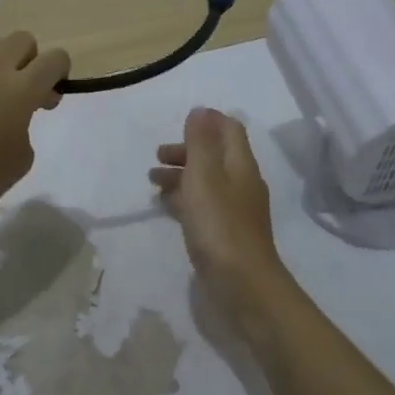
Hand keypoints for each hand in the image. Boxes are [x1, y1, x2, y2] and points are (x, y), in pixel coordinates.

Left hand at [0, 29, 68, 236]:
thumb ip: (25, 127)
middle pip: (23, 41)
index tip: (50, 99)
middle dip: (32, 61)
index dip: (61, 73)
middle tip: (27, 94)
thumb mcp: (21, 159)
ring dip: (3, 59)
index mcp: (22, 91)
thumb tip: (13, 117)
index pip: (55, 59)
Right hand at [150, 107, 292, 339]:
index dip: (207, 122)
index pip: (230, 130)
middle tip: (157, 157)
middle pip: (215, 156)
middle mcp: (242, 184)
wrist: (242, 284)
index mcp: (240, 165)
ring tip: (153, 182)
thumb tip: (201, 110)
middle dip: (186, 151)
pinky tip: (166, 207)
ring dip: (181, 176)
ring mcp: (235, 211)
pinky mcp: (225, 234)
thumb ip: (200, 142)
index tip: (179, 123)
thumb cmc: (219, 225)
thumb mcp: (204, 176)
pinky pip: (203, 206)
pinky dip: (184, 199)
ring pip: (207, 182)